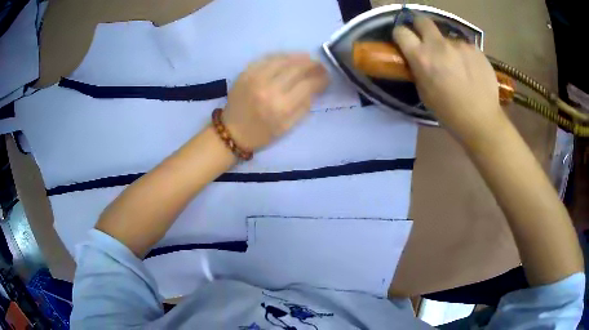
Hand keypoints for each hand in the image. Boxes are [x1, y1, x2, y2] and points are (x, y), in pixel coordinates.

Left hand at [222, 53, 328, 150]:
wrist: (232, 132)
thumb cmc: (262, 133)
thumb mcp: (288, 127)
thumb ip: (304, 106)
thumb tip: (316, 86)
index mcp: (281, 107)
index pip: (308, 85)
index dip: (321, 78)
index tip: (327, 76)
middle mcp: (269, 88)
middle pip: (297, 68)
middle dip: (312, 64)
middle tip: (320, 65)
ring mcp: (255, 78)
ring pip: (282, 59)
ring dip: (298, 56)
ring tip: (307, 58)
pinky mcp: (245, 72)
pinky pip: (267, 58)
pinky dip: (281, 56)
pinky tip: (288, 57)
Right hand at [393, 16, 505, 145]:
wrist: (481, 120)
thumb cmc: (449, 113)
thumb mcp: (424, 93)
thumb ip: (418, 70)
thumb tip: (418, 58)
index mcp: (421, 57)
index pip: (401, 32)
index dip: (401, 35)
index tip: (405, 41)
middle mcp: (438, 45)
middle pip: (422, 20)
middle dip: (420, 27)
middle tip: (426, 40)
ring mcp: (459, 45)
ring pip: (447, 38)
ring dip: (448, 47)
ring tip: (458, 67)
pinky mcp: (476, 49)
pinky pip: (464, 47)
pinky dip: (464, 55)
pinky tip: (470, 70)